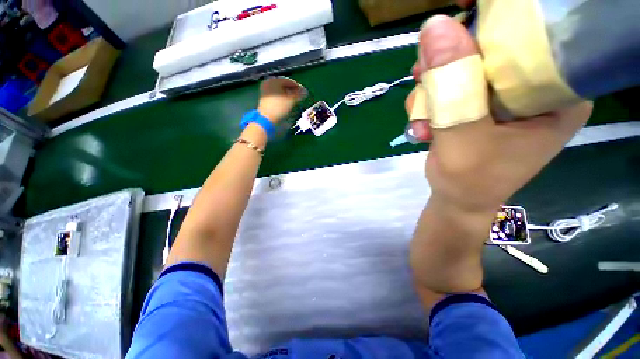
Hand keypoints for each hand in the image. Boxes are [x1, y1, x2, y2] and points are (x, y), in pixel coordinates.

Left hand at [258, 77, 306, 123]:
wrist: (267, 119)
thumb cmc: (279, 107)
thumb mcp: (291, 100)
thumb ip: (299, 94)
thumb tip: (306, 91)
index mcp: (274, 80)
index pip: (289, 81)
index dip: (298, 86)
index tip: (304, 92)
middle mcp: (268, 82)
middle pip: (283, 85)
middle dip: (292, 90)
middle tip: (300, 96)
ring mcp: (265, 90)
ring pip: (279, 90)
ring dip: (288, 94)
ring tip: (294, 100)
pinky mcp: (264, 98)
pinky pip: (275, 95)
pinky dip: (282, 97)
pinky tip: (287, 102)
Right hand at [408, 15, 591, 211]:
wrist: (458, 198)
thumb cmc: (470, 180)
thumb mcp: (461, 136)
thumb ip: (451, 88)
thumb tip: (433, 27)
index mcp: (556, 89)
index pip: (532, 32)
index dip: (491, 20)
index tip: (455, 24)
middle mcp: (534, 84)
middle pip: (491, 45)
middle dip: (449, 63)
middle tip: (424, 82)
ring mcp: (504, 94)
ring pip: (462, 66)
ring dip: (432, 90)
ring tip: (422, 121)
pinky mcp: (479, 103)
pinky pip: (451, 86)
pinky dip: (429, 102)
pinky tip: (423, 124)